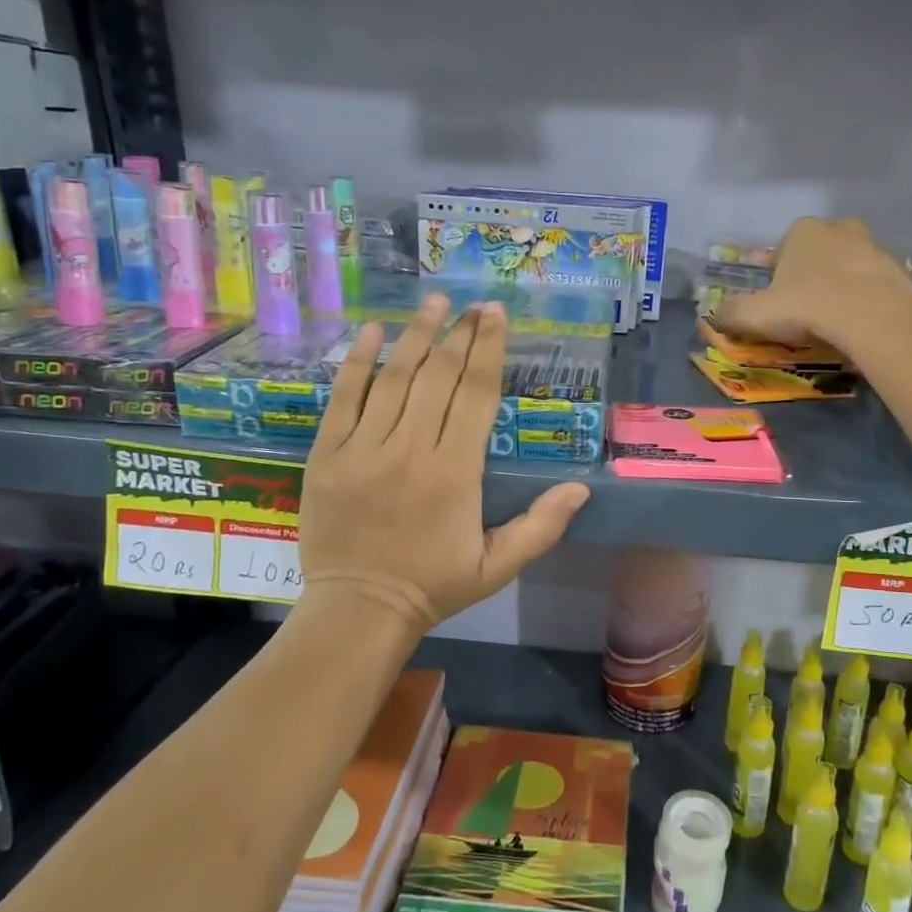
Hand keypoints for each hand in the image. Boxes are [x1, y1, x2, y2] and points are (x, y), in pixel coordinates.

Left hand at [296, 295, 590, 635]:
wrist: (359, 609)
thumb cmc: (434, 586)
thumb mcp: (499, 566)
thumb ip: (542, 526)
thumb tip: (582, 488)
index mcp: (456, 472)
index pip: (475, 395)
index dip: (488, 350)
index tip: (495, 315)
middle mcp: (411, 449)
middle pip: (438, 376)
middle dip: (459, 334)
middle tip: (473, 304)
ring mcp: (364, 448)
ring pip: (394, 378)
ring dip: (417, 335)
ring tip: (434, 302)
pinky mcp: (328, 454)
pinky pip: (344, 398)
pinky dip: (357, 362)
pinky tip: (373, 331)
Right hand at [714, 217, 911, 356]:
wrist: (870, 317)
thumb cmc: (806, 305)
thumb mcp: (755, 314)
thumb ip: (732, 313)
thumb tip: (716, 315)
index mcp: (803, 231)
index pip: (785, 247)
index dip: (779, 275)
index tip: (778, 301)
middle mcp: (841, 230)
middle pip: (822, 251)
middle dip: (815, 273)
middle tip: (808, 308)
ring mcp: (875, 249)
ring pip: (852, 267)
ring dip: (844, 287)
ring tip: (835, 322)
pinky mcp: (900, 273)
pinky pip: (877, 287)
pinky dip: (869, 302)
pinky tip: (860, 327)